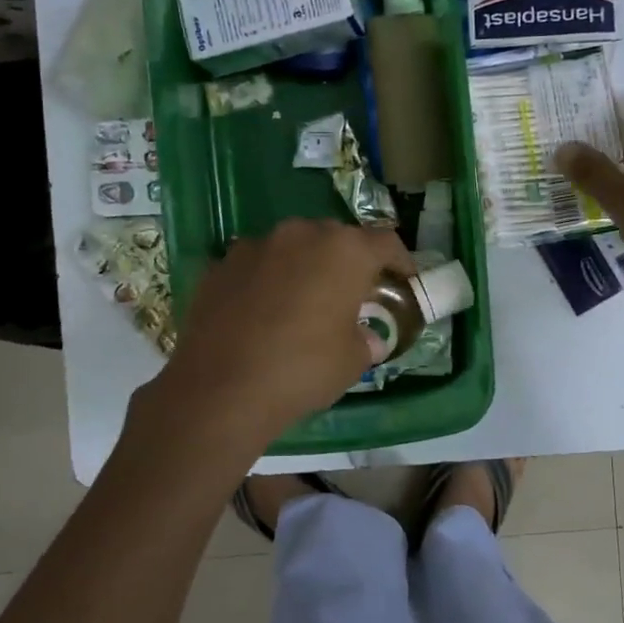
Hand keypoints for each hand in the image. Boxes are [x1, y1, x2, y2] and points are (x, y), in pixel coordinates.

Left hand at [146, 219, 411, 451]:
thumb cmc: (302, 369)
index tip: (403, 280)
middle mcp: (301, 234)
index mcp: (344, 250)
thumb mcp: (352, 361)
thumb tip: (367, 338)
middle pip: (335, 239)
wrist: (221, 388)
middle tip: (351, 294)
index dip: (400, 261)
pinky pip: (255, 266)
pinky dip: (265, 281)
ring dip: (303, 267)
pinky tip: (260, 313)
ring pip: (291, 248)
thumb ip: (365, 340)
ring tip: (302, 302)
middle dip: (347, 262)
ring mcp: (255, 245)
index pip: (385, 242)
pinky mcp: (220, 265)